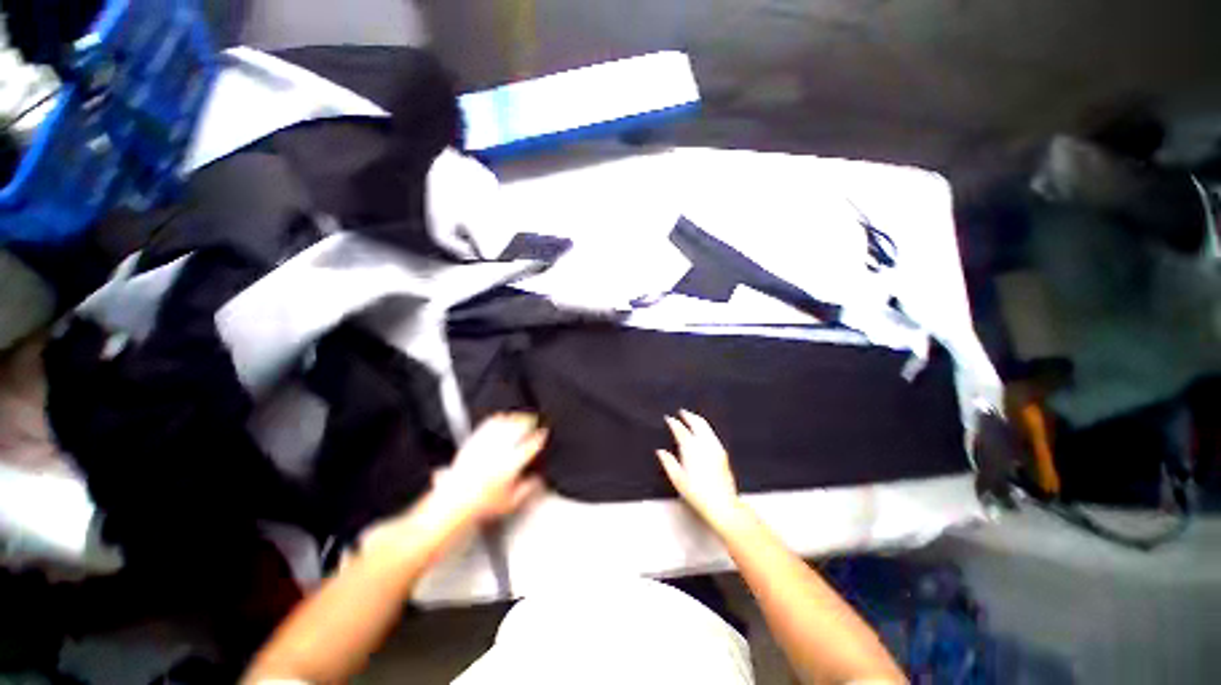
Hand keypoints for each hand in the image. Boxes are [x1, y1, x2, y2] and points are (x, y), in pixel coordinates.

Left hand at [430, 413, 547, 525]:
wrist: (454, 503)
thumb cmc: (481, 503)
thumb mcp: (510, 503)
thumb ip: (527, 490)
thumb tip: (537, 480)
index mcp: (511, 465)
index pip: (530, 446)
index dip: (539, 438)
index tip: (543, 433)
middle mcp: (498, 453)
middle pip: (516, 430)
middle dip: (527, 422)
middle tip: (533, 420)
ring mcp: (484, 447)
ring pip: (501, 426)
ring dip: (512, 419)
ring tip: (518, 416)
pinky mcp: (472, 445)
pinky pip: (485, 428)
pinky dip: (494, 421)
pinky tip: (497, 418)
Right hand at [656, 410, 747, 532]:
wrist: (722, 504)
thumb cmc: (697, 493)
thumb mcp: (678, 480)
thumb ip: (668, 463)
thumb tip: (661, 452)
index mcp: (690, 448)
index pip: (680, 430)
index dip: (674, 423)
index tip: (669, 418)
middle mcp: (704, 444)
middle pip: (696, 423)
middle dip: (688, 416)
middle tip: (682, 412)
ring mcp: (715, 447)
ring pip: (706, 426)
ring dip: (698, 420)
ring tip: (692, 417)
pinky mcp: (722, 452)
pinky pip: (712, 433)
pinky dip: (706, 427)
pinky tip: (704, 431)